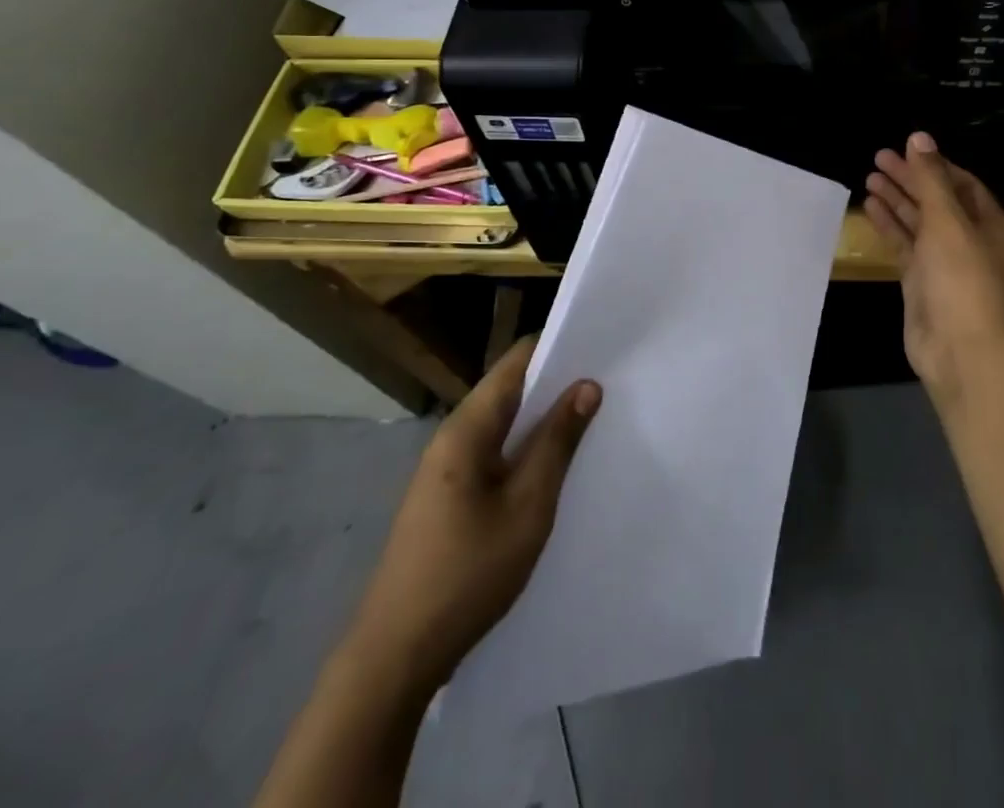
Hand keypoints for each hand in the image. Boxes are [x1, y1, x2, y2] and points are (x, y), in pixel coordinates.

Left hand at [344, 337, 600, 693]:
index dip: (558, 349)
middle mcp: (452, 436)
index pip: (517, 361)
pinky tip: (553, 467)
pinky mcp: (447, 496)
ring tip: (591, 423)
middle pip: (510, 389)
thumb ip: (558, 442)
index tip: (601, 351)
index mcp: (466, 428)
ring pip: (504, 424)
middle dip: (557, 385)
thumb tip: (586, 385)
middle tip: (608, 389)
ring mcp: (445, 468)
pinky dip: (525, 449)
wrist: (395, 656)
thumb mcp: (528, 506)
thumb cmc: (467, 574)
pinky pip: (494, 453)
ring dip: (543, 421)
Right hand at [864, 132, 1003, 391]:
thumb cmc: (962, 278)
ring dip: (897, 199)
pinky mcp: (921, 281)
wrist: (962, 350)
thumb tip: (919, 136)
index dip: (933, 164)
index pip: (960, 182)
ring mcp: (943, 261)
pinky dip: (889, 225)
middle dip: (910, 178)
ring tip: (869, 177)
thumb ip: (930, 178)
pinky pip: (904, 245)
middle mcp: (968, 237)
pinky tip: (871, 207)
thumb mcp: (947, 220)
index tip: (905, 148)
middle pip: (936, 199)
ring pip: (918, 221)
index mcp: (987, 221)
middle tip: (877, 157)